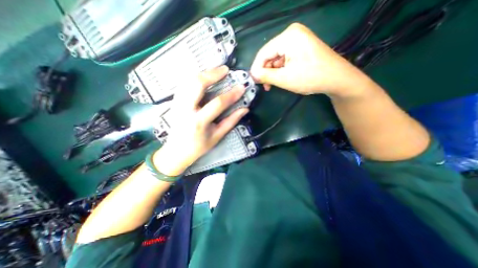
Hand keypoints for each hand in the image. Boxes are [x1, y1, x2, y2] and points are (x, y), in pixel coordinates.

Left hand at [153, 66, 249, 176]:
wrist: (176, 152)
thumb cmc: (198, 147)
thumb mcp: (217, 137)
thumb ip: (231, 122)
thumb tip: (244, 109)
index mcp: (199, 122)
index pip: (218, 103)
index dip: (231, 94)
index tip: (241, 87)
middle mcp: (186, 110)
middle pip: (197, 84)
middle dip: (212, 74)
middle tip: (225, 70)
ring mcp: (177, 104)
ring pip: (188, 81)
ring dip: (203, 73)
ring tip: (216, 71)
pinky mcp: (174, 102)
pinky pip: (184, 84)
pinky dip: (194, 78)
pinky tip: (203, 77)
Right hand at [252, 23, 370, 96]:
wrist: (337, 79)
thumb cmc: (310, 77)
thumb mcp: (284, 78)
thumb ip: (265, 76)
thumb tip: (252, 75)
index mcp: (288, 37)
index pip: (263, 53)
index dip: (256, 68)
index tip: (253, 81)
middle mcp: (292, 34)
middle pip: (270, 54)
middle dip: (265, 71)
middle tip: (263, 85)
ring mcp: (298, 40)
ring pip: (276, 58)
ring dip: (272, 72)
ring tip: (271, 85)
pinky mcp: (301, 47)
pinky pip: (284, 58)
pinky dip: (280, 69)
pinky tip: (280, 78)